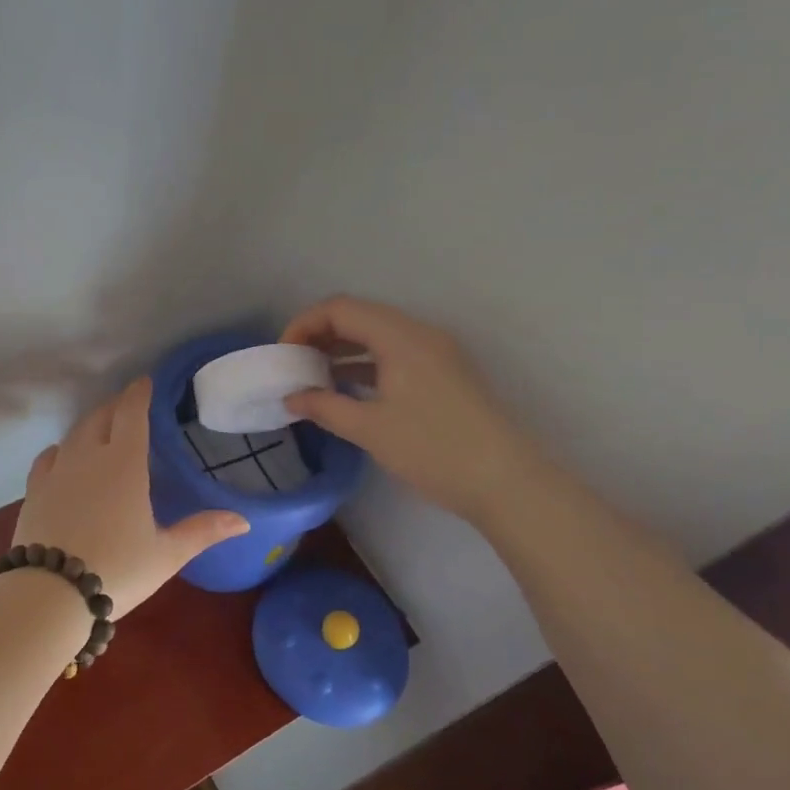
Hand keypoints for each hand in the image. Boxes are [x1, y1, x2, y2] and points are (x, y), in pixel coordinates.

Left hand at [10, 378, 248, 617]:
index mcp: (124, 464)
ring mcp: (57, 472)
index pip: (132, 413)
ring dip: (91, 424)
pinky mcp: (34, 491)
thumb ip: (202, 531)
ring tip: (101, 429)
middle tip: (128, 406)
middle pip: (101, 417)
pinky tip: (64, 457)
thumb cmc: (117, 570)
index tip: (145, 381)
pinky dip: (61, 450)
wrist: (49, 594)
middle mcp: (88, 457)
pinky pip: (48, 457)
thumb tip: (243, 521)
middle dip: (116, 406)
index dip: (139, 393)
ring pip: (74, 433)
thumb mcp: (166, 554)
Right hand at [281, 297, 539, 519]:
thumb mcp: (370, 429)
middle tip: (294, 364)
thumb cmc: (432, 449)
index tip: (283, 355)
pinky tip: (348, 387)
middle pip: (360, 316)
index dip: (304, 324)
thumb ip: (324, 407)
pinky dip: (366, 363)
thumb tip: (292, 397)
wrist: (506, 481)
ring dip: (343, 348)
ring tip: (314, 376)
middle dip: (321, 334)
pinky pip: (395, 353)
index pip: (340, 308)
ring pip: (378, 335)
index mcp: (400, 337)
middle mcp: (419, 334)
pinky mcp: (444, 373)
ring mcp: (436, 352)